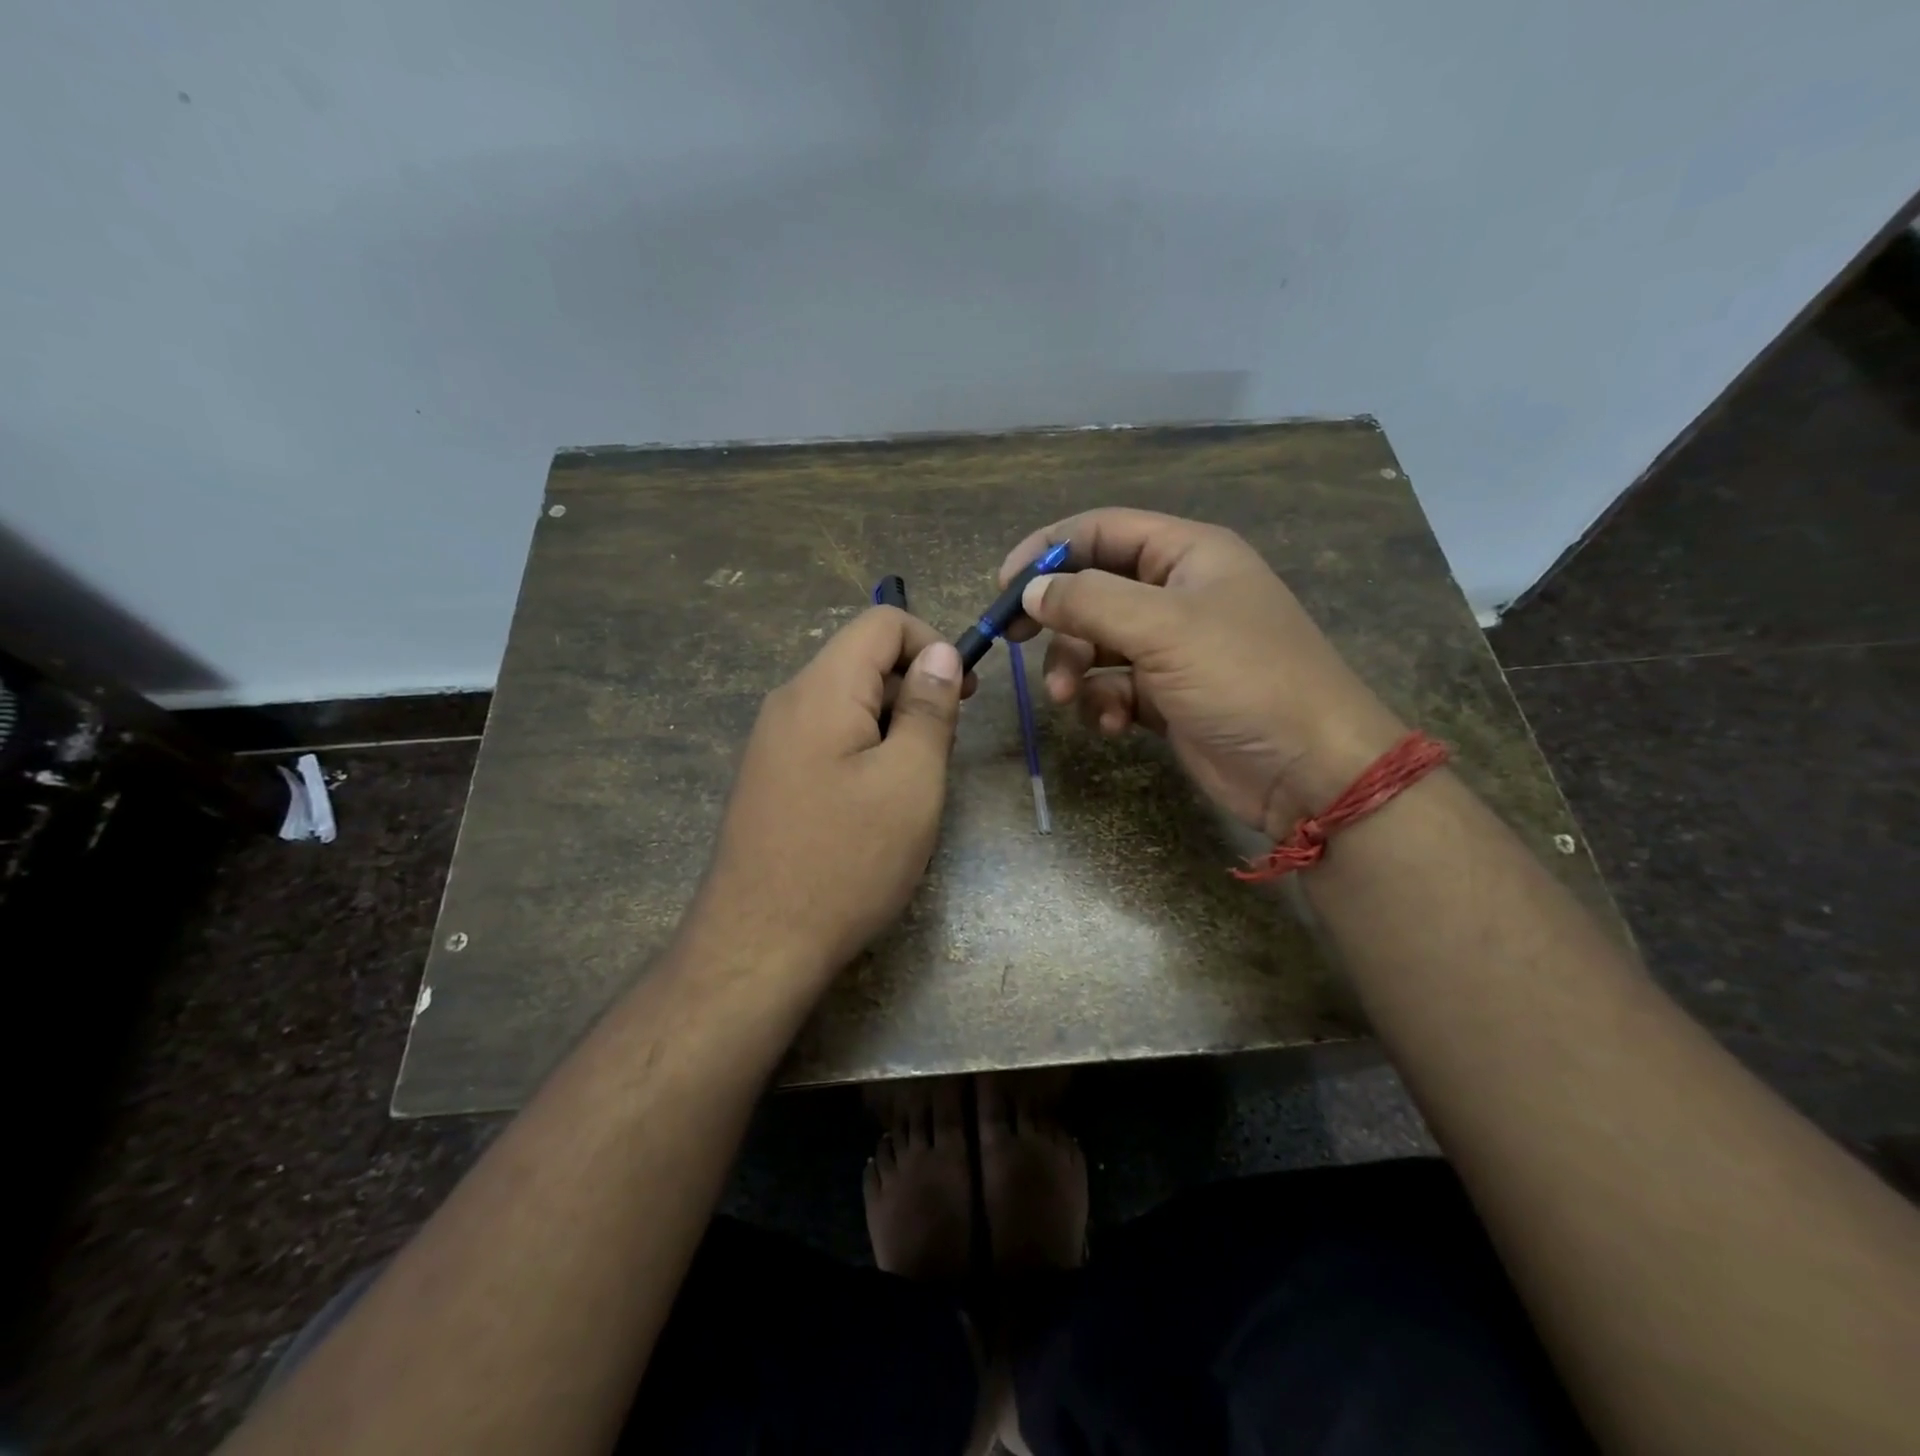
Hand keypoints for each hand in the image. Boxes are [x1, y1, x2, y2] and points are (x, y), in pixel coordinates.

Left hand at [688, 607, 972, 984]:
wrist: (758, 945)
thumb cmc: (847, 860)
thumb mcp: (910, 781)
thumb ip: (928, 708)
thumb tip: (939, 654)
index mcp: (821, 689)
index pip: (881, 622)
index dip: (932, 643)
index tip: (963, 695)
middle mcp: (788, 702)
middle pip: (862, 661)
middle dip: (914, 689)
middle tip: (942, 750)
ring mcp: (772, 742)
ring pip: (847, 703)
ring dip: (892, 726)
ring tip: (912, 786)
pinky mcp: (770, 778)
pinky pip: (827, 739)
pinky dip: (864, 751)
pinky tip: (875, 806)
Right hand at [999, 509, 1405, 837]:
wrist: (1307, 769)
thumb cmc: (1243, 678)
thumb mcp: (1163, 628)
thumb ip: (1089, 601)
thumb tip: (1031, 591)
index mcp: (1188, 554)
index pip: (1102, 531)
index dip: (1049, 549)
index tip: (1004, 585)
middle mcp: (1178, 594)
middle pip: (1093, 589)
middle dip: (1057, 620)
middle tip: (1012, 640)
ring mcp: (1173, 648)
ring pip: (1096, 643)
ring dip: (1074, 669)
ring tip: (1069, 699)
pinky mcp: (1167, 696)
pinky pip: (1114, 686)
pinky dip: (1104, 703)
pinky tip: (1113, 724)